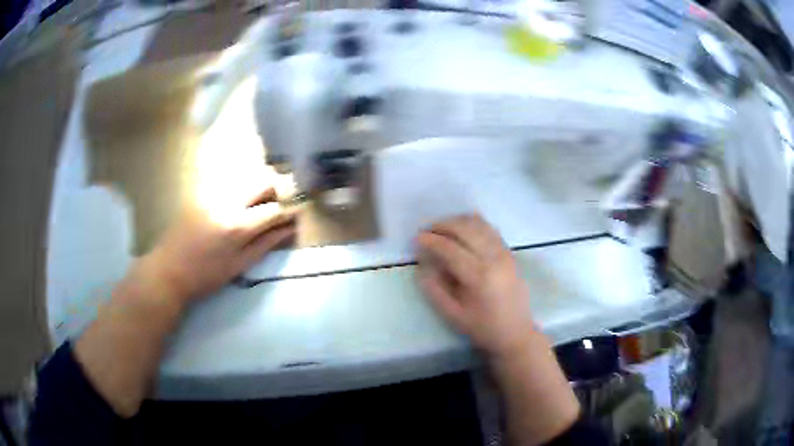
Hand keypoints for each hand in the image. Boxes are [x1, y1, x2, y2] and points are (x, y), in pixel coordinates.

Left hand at [138, 187, 295, 304]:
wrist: (169, 270)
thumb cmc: (205, 276)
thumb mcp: (239, 266)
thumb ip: (265, 244)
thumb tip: (288, 229)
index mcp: (237, 225)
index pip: (274, 208)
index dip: (290, 210)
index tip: (296, 213)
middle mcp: (227, 201)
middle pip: (262, 179)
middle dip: (278, 189)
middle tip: (279, 205)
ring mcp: (212, 192)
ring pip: (246, 175)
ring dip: (259, 185)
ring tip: (260, 203)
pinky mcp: (202, 191)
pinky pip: (230, 181)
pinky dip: (242, 187)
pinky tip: (239, 203)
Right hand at [417, 214, 534, 357]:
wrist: (516, 333)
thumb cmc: (483, 328)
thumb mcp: (453, 314)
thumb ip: (434, 288)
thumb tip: (423, 264)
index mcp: (479, 276)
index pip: (450, 248)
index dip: (431, 240)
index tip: (417, 238)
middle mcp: (494, 258)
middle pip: (465, 229)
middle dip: (442, 225)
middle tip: (427, 231)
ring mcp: (504, 253)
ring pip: (479, 224)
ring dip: (457, 222)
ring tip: (441, 229)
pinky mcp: (510, 253)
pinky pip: (490, 229)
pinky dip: (473, 224)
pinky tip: (461, 229)